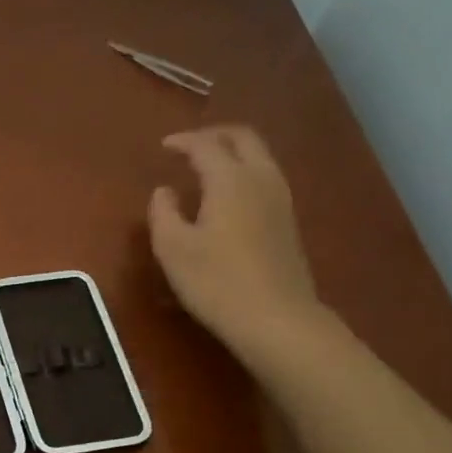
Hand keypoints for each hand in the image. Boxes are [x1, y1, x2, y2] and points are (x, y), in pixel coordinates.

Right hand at [148, 125, 324, 364]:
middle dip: (215, 135)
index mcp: (230, 180)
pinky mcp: (288, 221)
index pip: (205, 145)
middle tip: (190, 145)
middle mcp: (261, 179)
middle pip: (243, 138)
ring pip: (260, 157)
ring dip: (233, 152)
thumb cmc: (216, 282)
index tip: (164, 146)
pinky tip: (229, 195)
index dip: (183, 141)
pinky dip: (245, 172)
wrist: (276, 318)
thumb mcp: (173, 249)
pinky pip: (266, 178)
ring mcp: (281, 200)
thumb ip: (163, 213)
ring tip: (208, 166)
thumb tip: (164, 191)